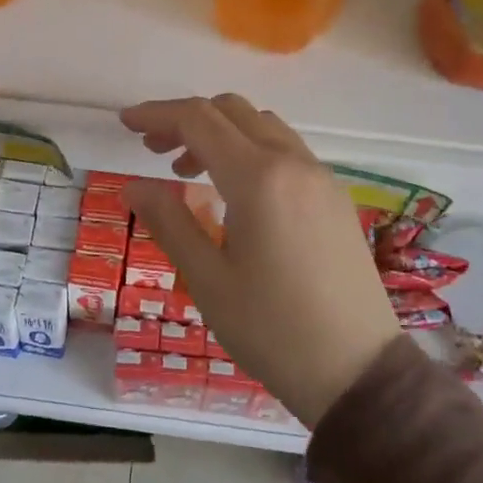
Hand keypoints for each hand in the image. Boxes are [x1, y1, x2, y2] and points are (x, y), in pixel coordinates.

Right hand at [119, 95, 406, 426]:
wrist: (357, 371)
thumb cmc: (272, 329)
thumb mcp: (207, 280)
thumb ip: (168, 222)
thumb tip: (134, 185)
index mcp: (258, 178)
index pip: (198, 120)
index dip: (156, 114)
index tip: (125, 123)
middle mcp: (294, 163)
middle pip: (232, 111)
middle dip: (186, 119)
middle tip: (152, 149)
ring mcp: (321, 178)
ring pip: (262, 126)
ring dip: (220, 133)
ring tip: (187, 172)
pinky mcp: (336, 198)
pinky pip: (286, 150)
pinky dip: (250, 150)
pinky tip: (234, 191)